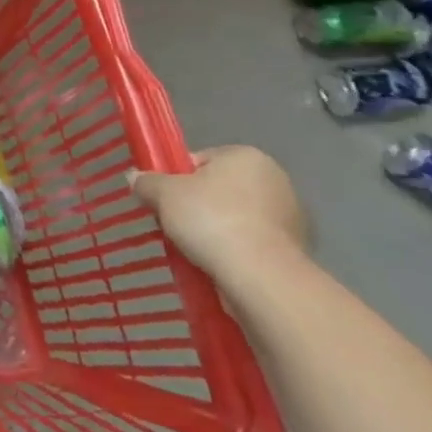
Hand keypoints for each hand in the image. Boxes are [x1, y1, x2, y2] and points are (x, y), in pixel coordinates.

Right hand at [132, 146, 307, 284]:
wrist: (260, 276)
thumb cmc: (211, 220)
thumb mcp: (163, 194)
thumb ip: (147, 181)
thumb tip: (135, 177)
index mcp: (246, 156)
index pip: (199, 160)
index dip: (176, 179)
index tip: (164, 200)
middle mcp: (275, 179)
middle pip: (219, 188)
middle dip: (197, 205)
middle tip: (174, 224)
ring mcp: (291, 215)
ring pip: (236, 216)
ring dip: (217, 228)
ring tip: (195, 249)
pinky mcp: (296, 249)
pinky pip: (252, 242)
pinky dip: (236, 249)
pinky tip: (219, 263)